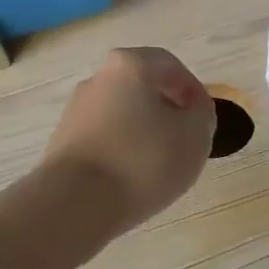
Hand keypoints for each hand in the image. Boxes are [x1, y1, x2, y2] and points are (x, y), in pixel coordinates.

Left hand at [40, 48, 215, 230]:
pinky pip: (104, 135)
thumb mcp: (194, 137)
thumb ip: (202, 114)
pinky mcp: (64, 139)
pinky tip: (131, 174)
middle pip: (142, 86)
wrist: (75, 202)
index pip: (170, 66)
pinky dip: (122, 147)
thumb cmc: (143, 161)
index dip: (193, 90)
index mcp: (129, 65)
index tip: (204, 119)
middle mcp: (98, 78)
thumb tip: (192, 108)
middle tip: (185, 138)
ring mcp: (76, 109)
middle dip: (167, 108)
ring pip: (121, 111)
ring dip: (144, 129)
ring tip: (159, 162)